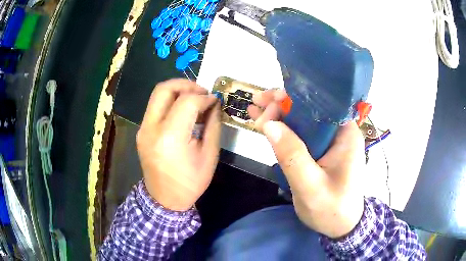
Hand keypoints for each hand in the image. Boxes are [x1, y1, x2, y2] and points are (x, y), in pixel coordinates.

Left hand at [137, 79, 220, 210]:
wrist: (165, 199)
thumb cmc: (190, 182)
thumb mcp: (209, 155)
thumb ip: (213, 125)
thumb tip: (214, 104)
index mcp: (170, 137)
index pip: (187, 102)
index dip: (204, 97)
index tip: (215, 101)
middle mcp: (151, 128)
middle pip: (164, 89)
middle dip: (186, 84)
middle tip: (202, 92)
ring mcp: (143, 129)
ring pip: (157, 95)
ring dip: (177, 91)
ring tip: (194, 100)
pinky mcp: (141, 131)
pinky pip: (155, 107)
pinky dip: (170, 102)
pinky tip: (182, 112)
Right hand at [248, 90, 364, 237]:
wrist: (341, 226)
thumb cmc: (332, 209)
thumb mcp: (311, 186)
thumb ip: (292, 156)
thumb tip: (269, 124)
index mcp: (345, 134)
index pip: (321, 104)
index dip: (294, 99)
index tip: (270, 102)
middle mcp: (339, 132)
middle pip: (310, 109)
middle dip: (283, 104)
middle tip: (257, 103)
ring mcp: (330, 142)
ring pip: (303, 120)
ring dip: (279, 114)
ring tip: (255, 106)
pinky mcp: (321, 151)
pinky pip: (301, 134)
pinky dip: (283, 129)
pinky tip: (265, 124)